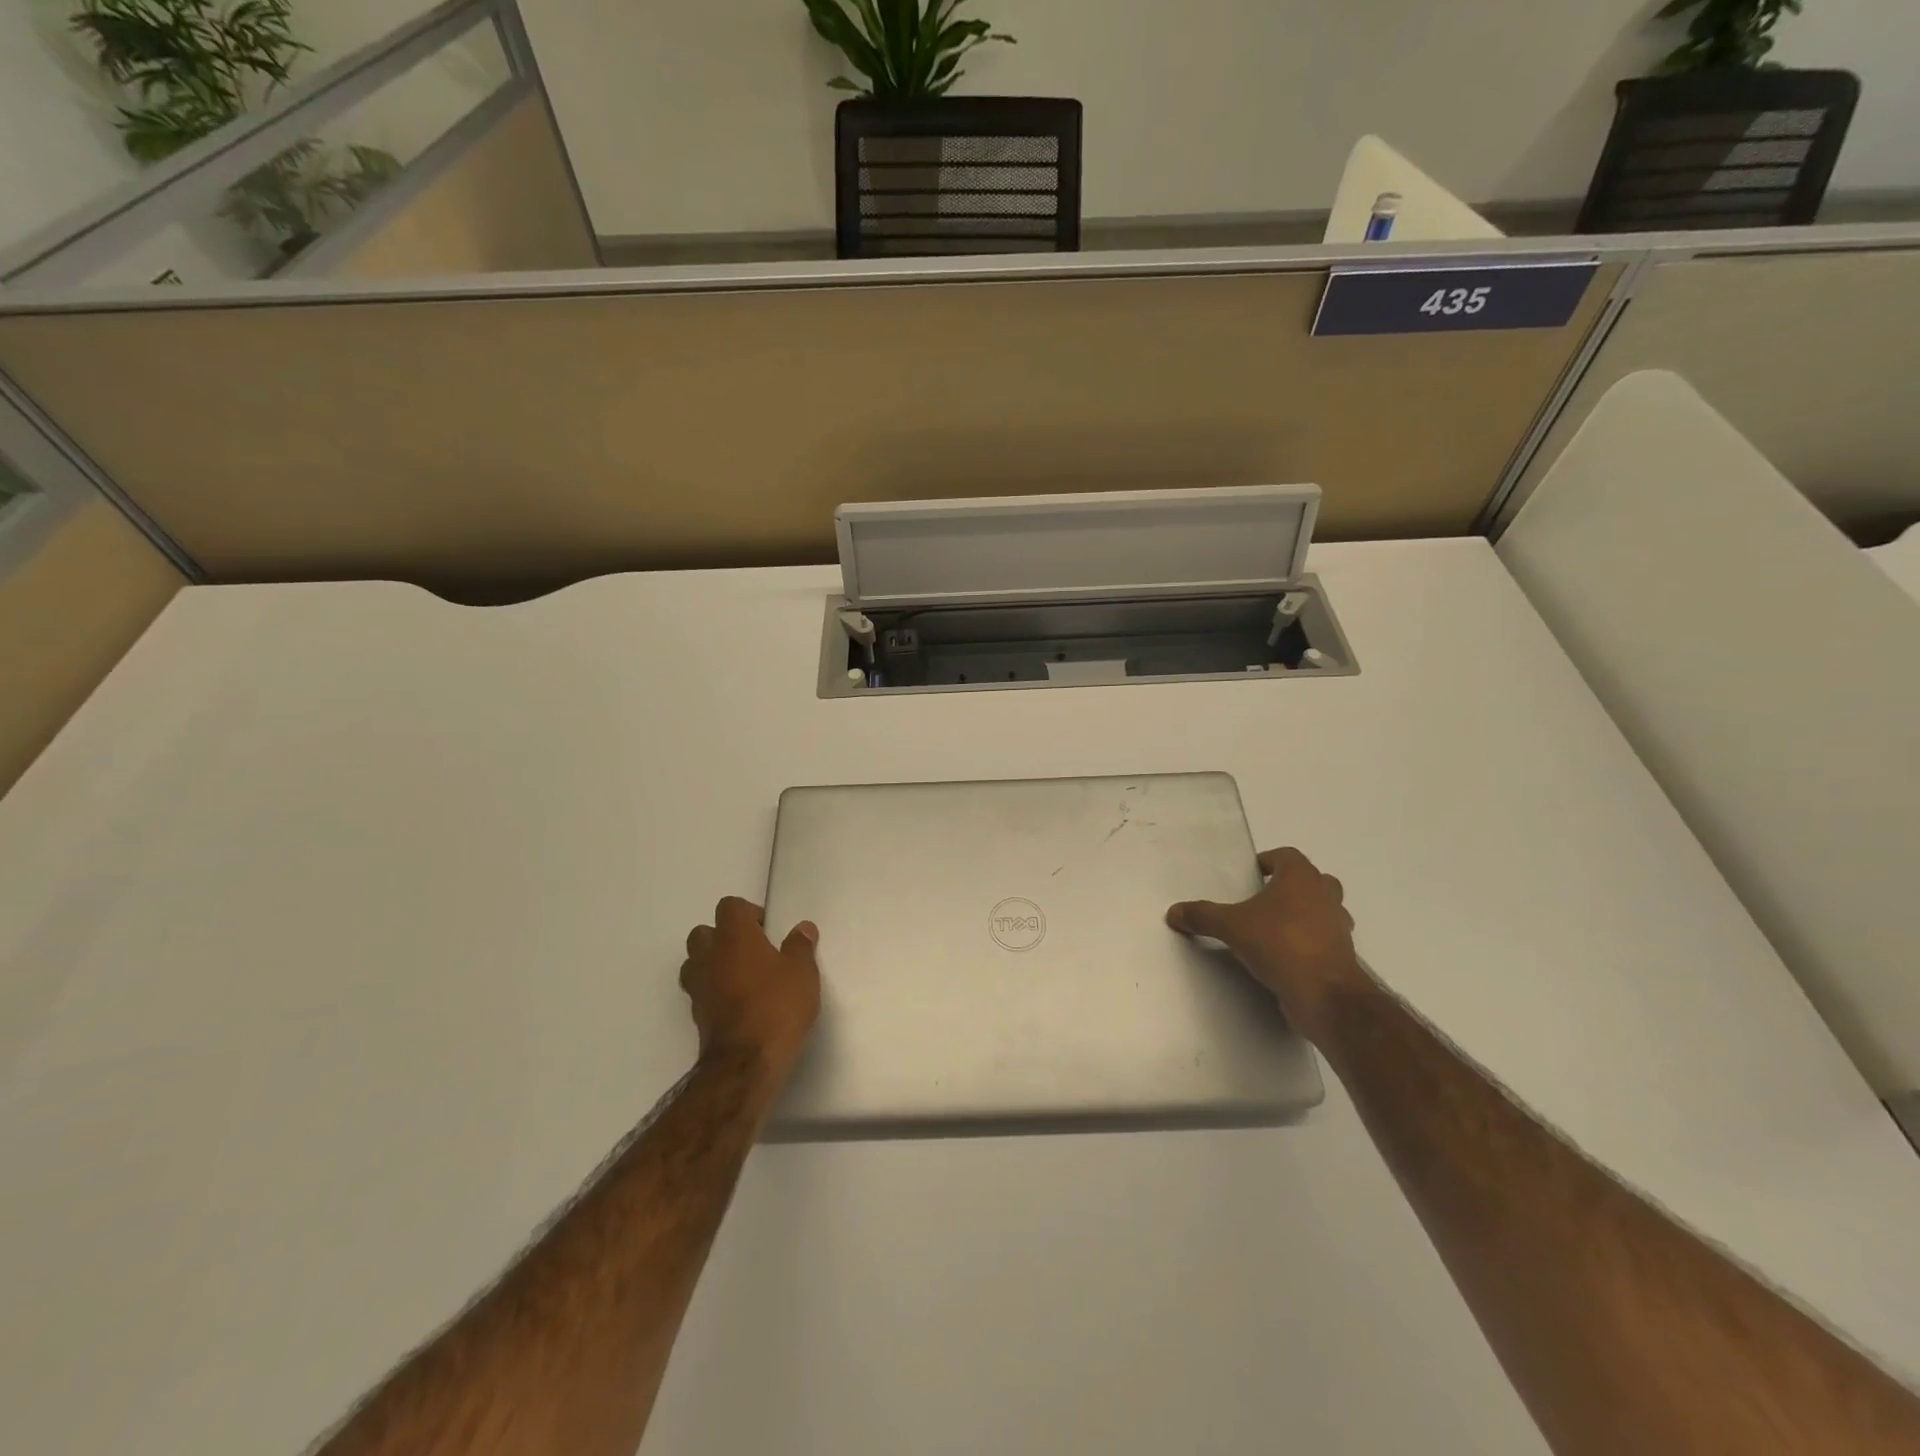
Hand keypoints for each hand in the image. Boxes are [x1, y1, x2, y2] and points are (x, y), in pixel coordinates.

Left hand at [680, 897, 820, 1074]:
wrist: (745, 1063)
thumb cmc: (777, 1006)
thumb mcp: (802, 973)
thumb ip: (801, 946)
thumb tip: (802, 928)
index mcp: (734, 937)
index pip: (729, 906)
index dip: (748, 913)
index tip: (767, 930)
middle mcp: (709, 956)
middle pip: (704, 932)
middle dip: (724, 936)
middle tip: (752, 951)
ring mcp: (698, 987)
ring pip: (695, 962)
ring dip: (713, 963)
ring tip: (741, 976)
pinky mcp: (697, 1015)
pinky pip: (700, 990)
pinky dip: (714, 990)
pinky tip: (737, 1002)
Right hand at [1167, 847, 1362, 1034]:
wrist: (1325, 995)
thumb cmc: (1280, 944)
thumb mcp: (1231, 927)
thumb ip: (1202, 916)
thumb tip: (1173, 912)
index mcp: (1301, 878)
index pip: (1287, 856)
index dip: (1268, 861)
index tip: (1250, 874)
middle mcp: (1325, 896)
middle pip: (1310, 880)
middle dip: (1288, 886)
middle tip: (1262, 899)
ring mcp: (1338, 926)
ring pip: (1322, 909)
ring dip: (1302, 914)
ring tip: (1272, 928)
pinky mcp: (1341, 955)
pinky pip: (1323, 939)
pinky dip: (1307, 942)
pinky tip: (1284, 956)